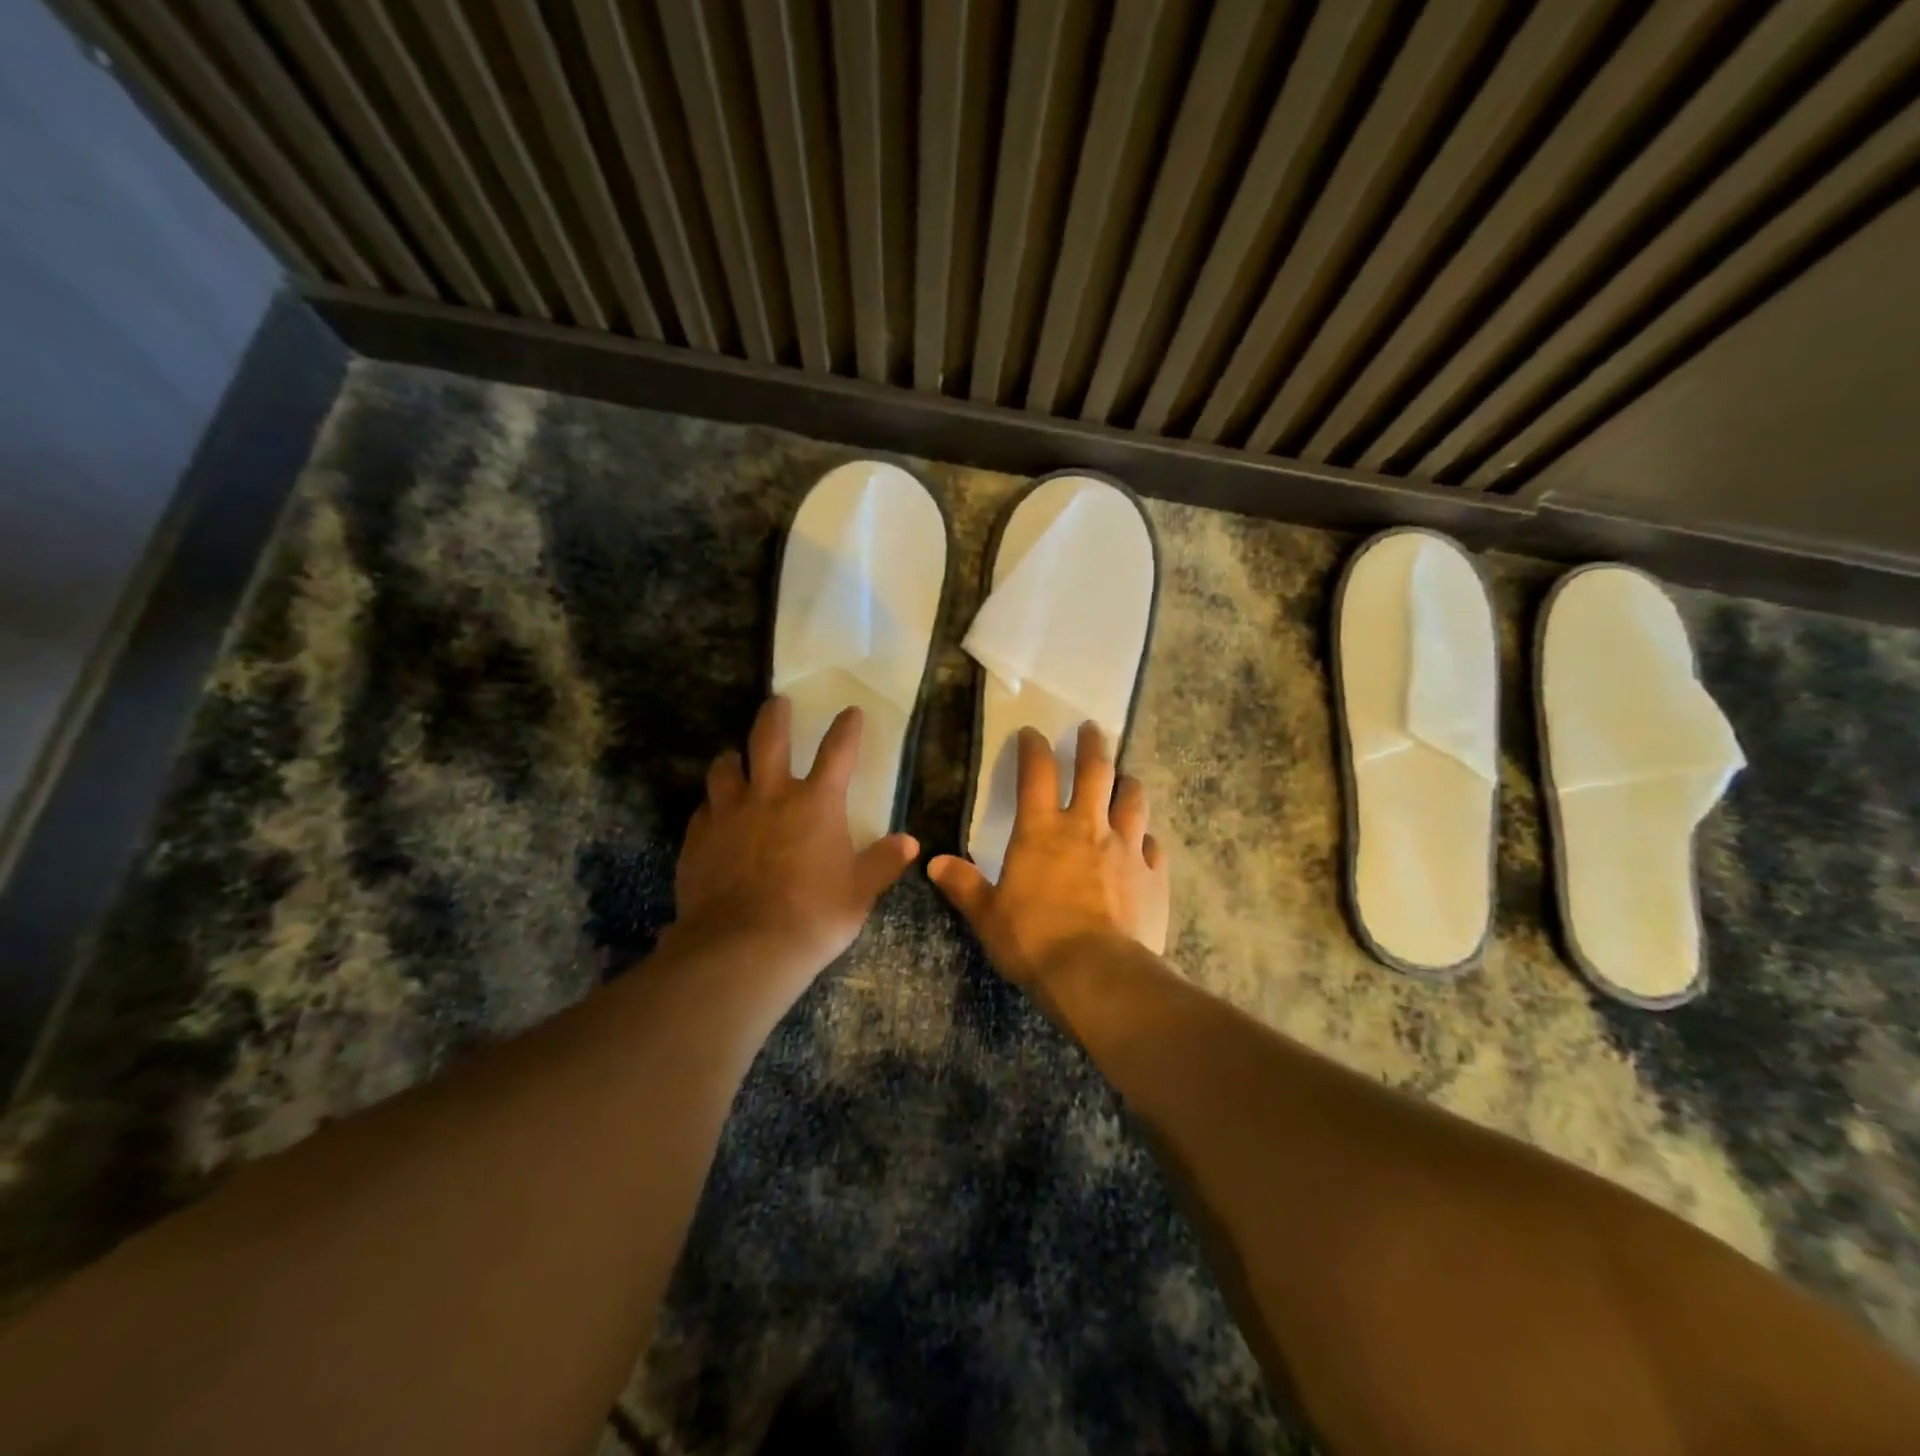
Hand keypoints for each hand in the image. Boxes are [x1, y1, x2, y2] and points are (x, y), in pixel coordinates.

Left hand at [672, 697, 918, 994]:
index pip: (837, 751)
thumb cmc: (814, 916)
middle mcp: (770, 796)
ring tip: (734, 756)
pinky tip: (713, 814)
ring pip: (725, 768)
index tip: (851, 711)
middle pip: (768, 739)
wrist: (743, 949)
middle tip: (777, 702)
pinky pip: (703, 810)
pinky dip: (711, 805)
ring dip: (732, 758)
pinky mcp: (698, 839)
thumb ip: (883, 862)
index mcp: (816, 803)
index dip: (847, 728)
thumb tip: (910, 842)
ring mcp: (728, 815)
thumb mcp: (860, 892)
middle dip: (775, 715)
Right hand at [928, 722, 1169, 986]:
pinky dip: (1147, 839)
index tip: (1032, 732)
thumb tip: (934, 863)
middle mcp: (1087, 828)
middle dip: (1092, 746)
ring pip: (1133, 800)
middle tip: (1092, 728)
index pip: (1036, 773)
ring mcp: (1126, 849)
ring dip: (1128, 784)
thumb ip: (964, 885)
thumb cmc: (1034, 941)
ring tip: (1126, 778)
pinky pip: (1154, 846)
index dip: (1033, 747)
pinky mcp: (1154, 876)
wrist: (1097, 975)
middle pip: (1095, 772)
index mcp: (1042, 831)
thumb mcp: (988, 916)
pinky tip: (1145, 843)